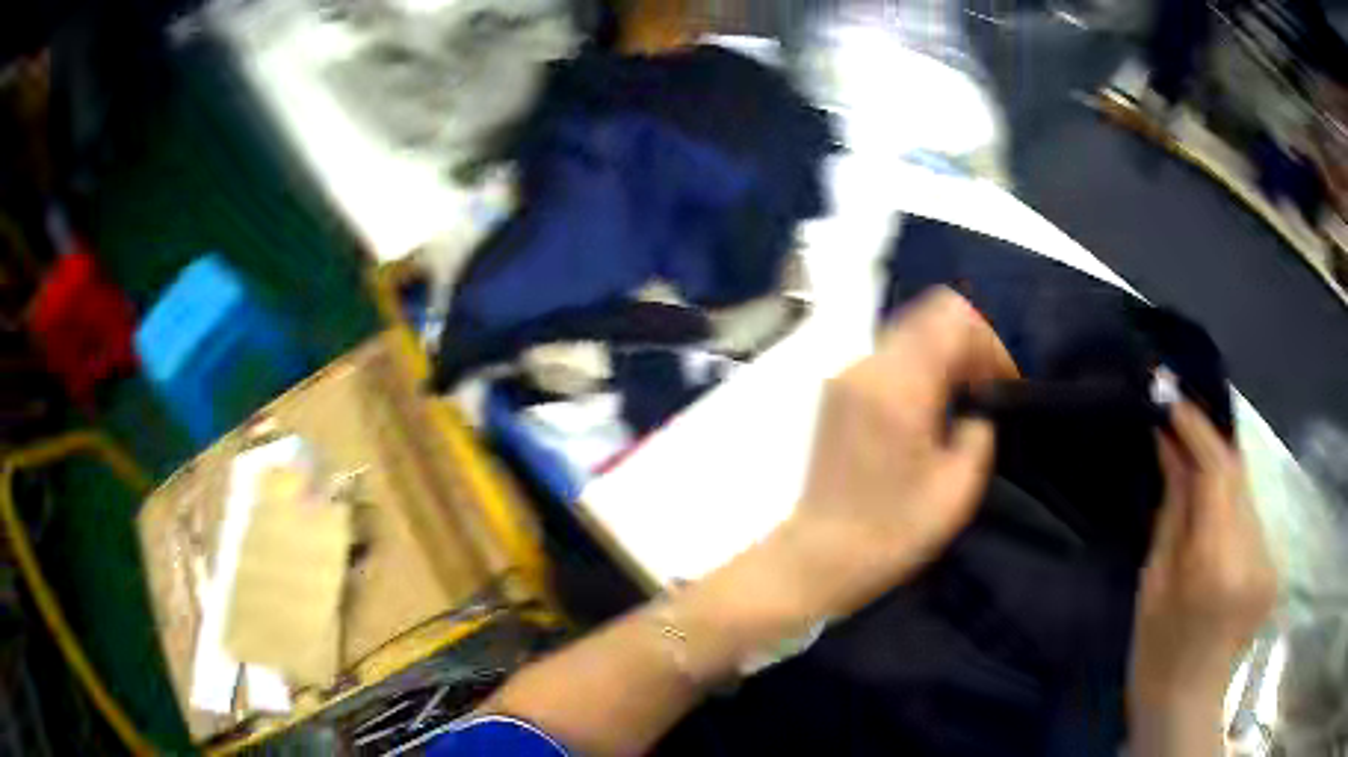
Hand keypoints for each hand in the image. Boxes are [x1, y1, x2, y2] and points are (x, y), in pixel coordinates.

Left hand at [783, 287, 1017, 615]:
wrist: (819, 555)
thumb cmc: (892, 532)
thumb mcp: (957, 490)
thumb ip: (979, 432)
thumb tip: (976, 407)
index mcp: (899, 387)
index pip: (953, 320)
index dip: (988, 343)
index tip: (1001, 385)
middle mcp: (867, 367)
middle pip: (929, 315)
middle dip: (967, 344)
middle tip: (983, 391)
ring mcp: (845, 375)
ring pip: (909, 331)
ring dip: (943, 354)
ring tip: (958, 402)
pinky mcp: (836, 391)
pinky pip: (888, 356)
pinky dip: (918, 367)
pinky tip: (926, 411)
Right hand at [1128, 401, 1277, 723]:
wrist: (1187, 702)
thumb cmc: (1157, 653)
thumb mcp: (1155, 581)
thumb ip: (1173, 507)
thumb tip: (1170, 444)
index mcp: (1218, 565)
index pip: (1219, 470)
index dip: (1197, 428)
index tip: (1171, 398)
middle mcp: (1253, 552)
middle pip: (1238, 472)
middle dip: (1209, 443)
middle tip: (1178, 422)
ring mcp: (1269, 558)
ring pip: (1247, 490)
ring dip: (1221, 472)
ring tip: (1193, 462)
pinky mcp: (1275, 562)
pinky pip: (1253, 513)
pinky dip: (1232, 500)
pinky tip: (1214, 507)